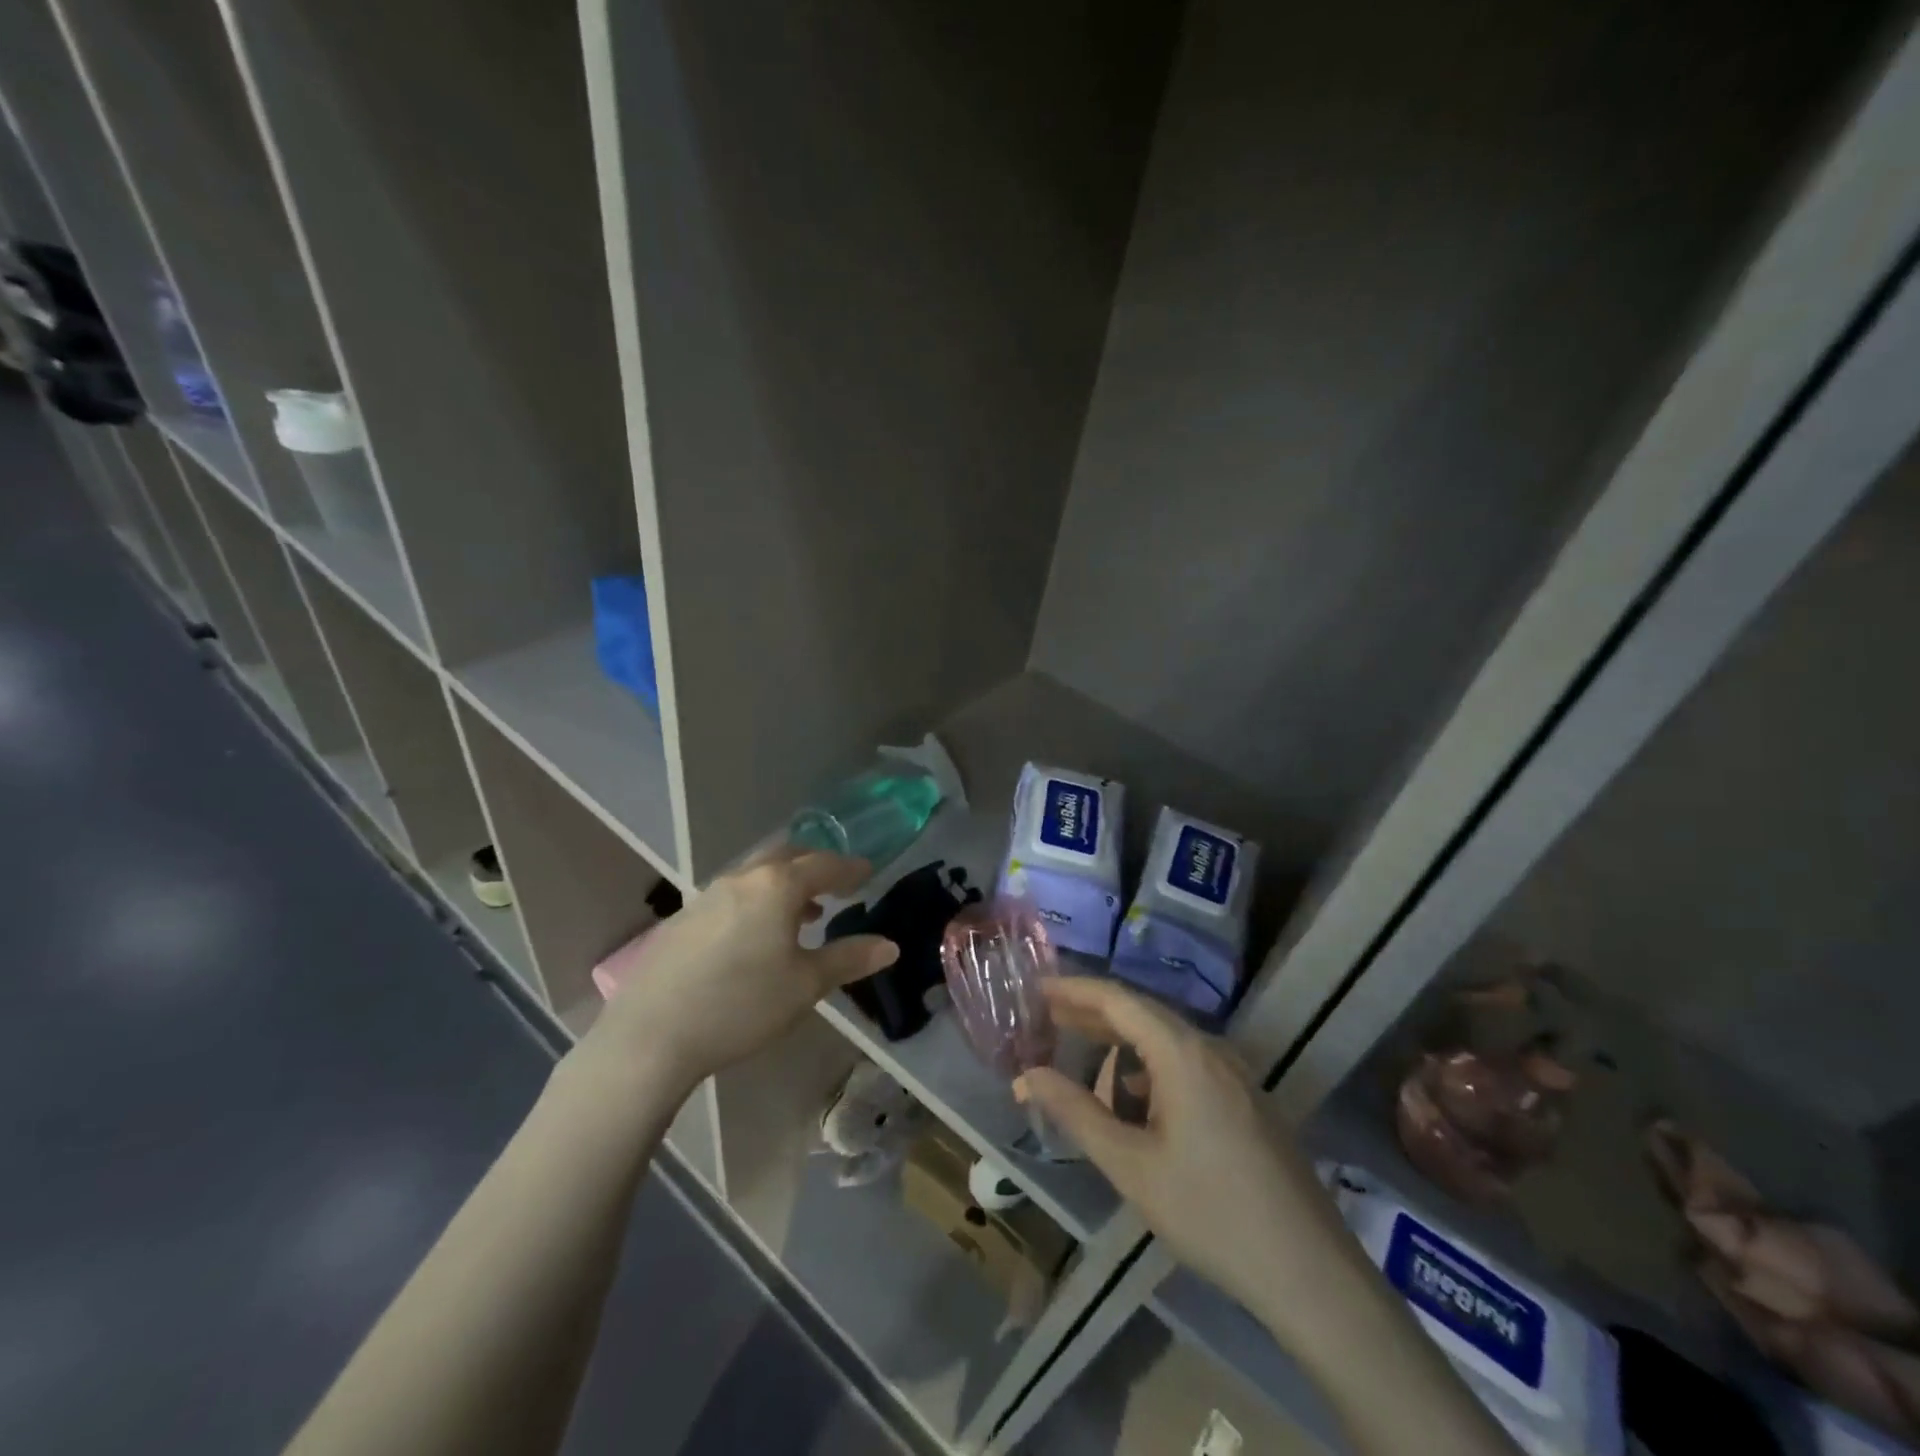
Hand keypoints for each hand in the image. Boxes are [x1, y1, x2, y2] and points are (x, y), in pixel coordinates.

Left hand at [587, 848, 898, 1095]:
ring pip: (756, 874)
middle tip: (836, 883)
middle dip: (815, 865)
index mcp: (777, 886)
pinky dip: (756, 899)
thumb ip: (849, 959)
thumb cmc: (741, 1005)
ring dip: (784, 883)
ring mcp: (707, 895)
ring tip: (802, 912)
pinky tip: (755, 933)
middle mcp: (743, 878)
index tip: (868, 871)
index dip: (850, 868)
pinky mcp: (683, 918)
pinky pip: (732, 893)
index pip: (824, 865)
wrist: (651, 1035)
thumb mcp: (805, 986)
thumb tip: (889, 945)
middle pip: (787, 856)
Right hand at [1014, 977, 1349, 1318]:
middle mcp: (1211, 1048)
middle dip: (1092, 1016)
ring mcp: (1235, 1074)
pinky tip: (1135, 1104)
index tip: (1035, 988)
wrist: (1310, 1273)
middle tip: (1046, 1020)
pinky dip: (1150, 1070)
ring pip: (1165, 1041)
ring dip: (1121, 1047)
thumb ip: (1076, 1113)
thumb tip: (1027, 1075)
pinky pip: (1187, 1064)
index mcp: (1182, 1052)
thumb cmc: (1211, 1213)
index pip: (1118, 999)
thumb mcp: (1131, 1166)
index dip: (1074, 989)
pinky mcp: (1246, 1100)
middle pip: (1142, 1014)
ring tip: (1083, 1066)